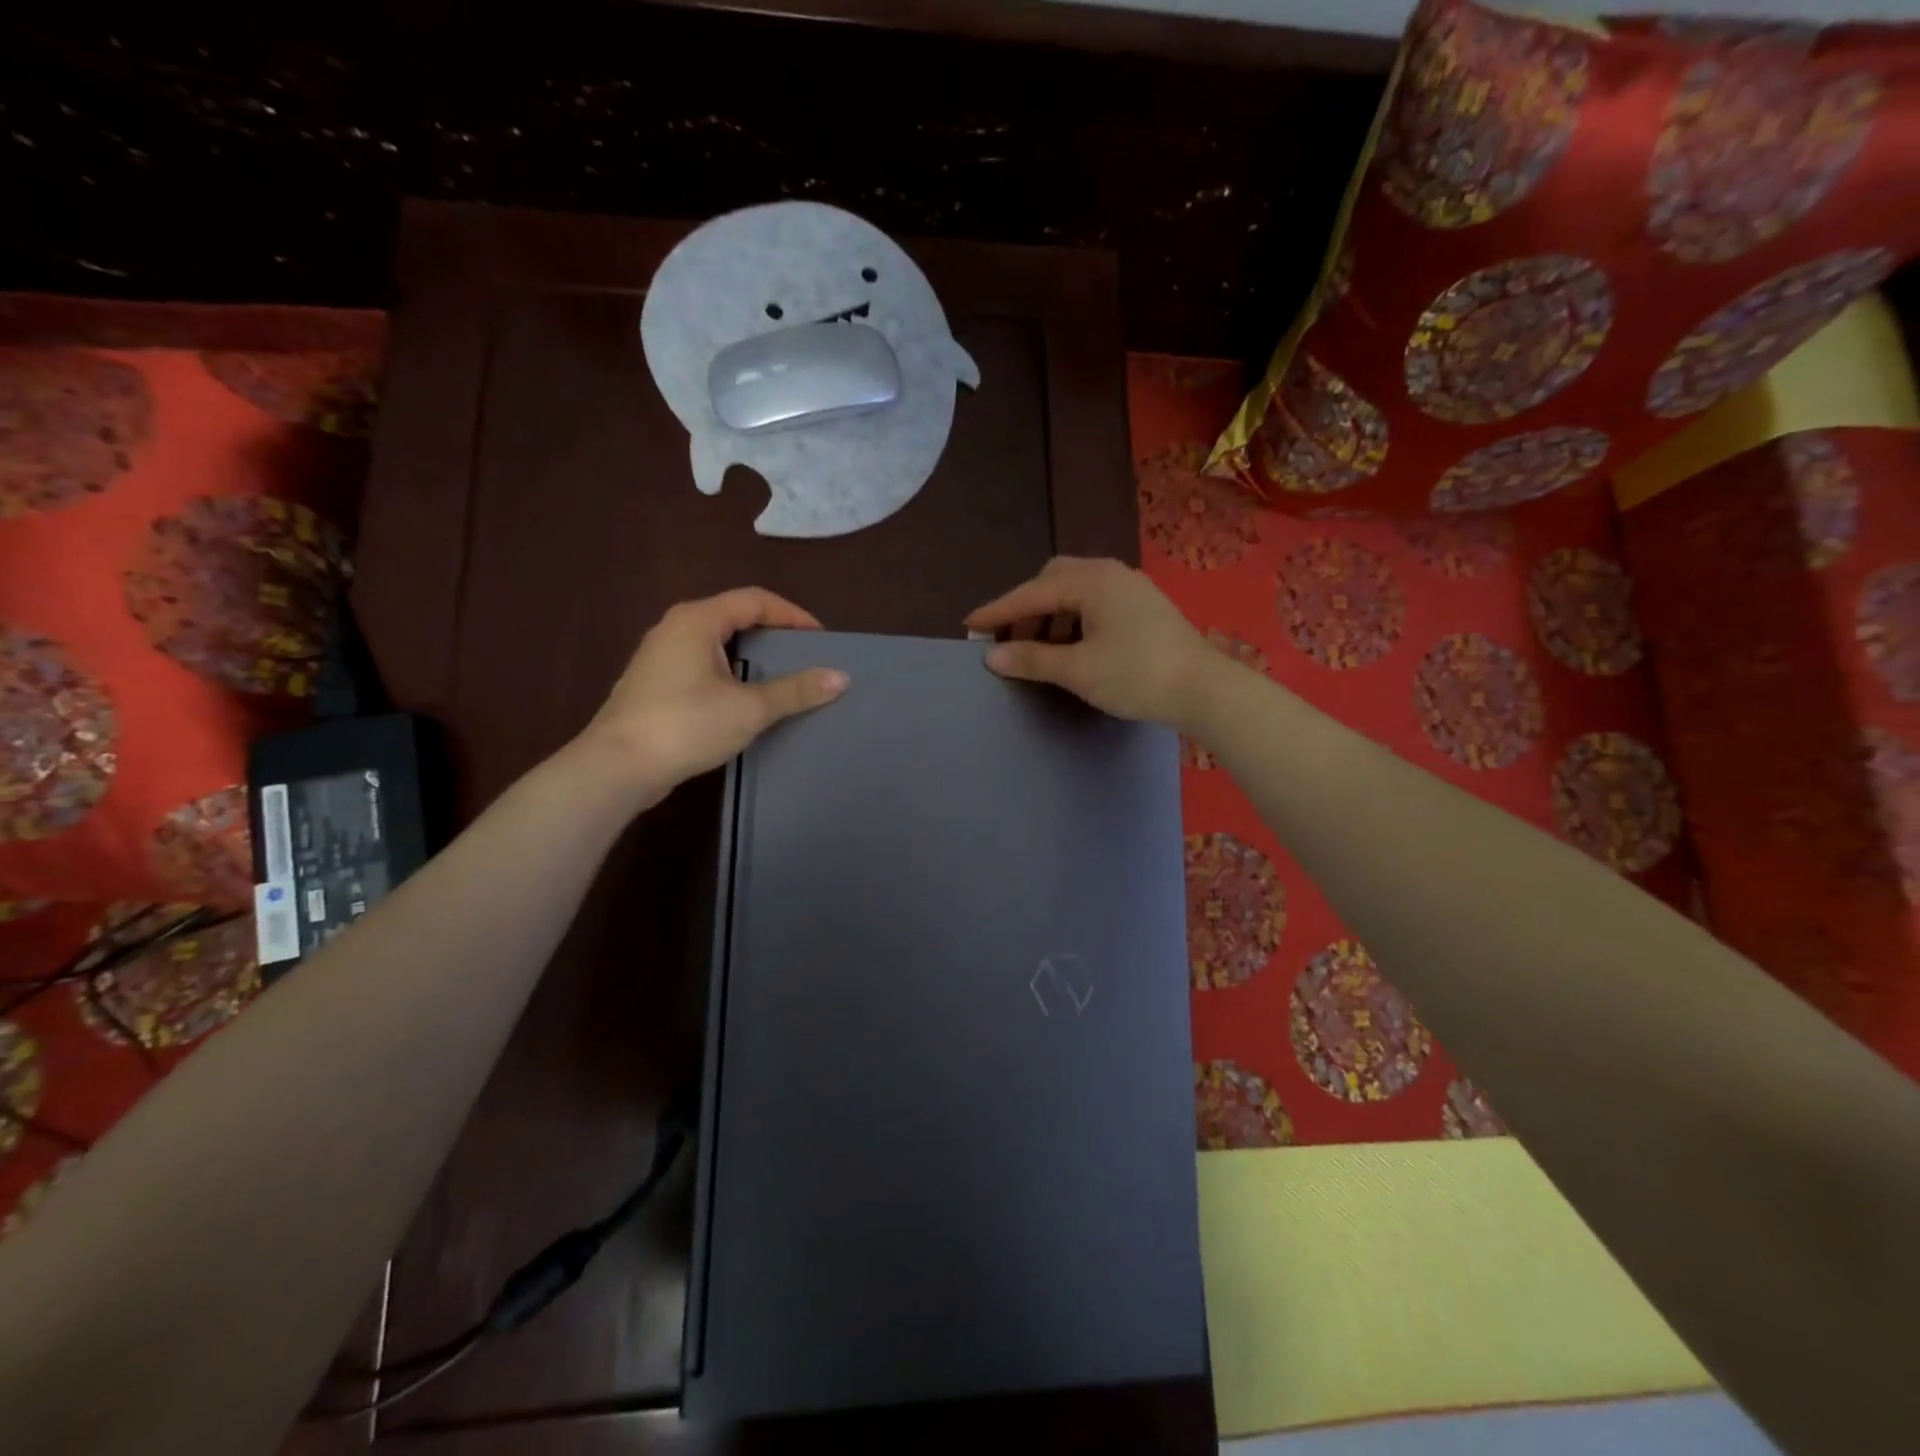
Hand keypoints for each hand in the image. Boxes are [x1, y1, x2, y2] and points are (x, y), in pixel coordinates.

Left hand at [578, 588, 847, 801]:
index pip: (755, 600)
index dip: (792, 615)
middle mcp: (675, 628)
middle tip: (804, 656)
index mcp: (697, 620)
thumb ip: (795, 690)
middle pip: (734, 616)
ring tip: (780, 677)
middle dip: (773, 633)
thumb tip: (840, 677)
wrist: (617, 767)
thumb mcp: (749, 708)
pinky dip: (730, 672)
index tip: (820, 639)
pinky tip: (744, 699)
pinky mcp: (654, 684)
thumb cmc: (686, 725)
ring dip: (751, 655)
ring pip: (716, 642)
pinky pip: (702, 664)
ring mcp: (659, 656)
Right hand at [965, 557, 1214, 727]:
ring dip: (1049, 617)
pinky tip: (1070, 648)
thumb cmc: (1136, 675)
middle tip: (1009, 640)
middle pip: (1053, 582)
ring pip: (1075, 594)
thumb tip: (993, 657)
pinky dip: (1073, 622)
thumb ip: (1032, 659)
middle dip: (1026, 609)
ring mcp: (1130, 589)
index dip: (998, 611)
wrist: (1204, 689)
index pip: (1032, 593)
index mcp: (1092, 580)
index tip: (969, 625)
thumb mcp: (1078, 670)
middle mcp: (1110, 574)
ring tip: (1037, 650)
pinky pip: (1095, 605)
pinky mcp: (1143, 607)